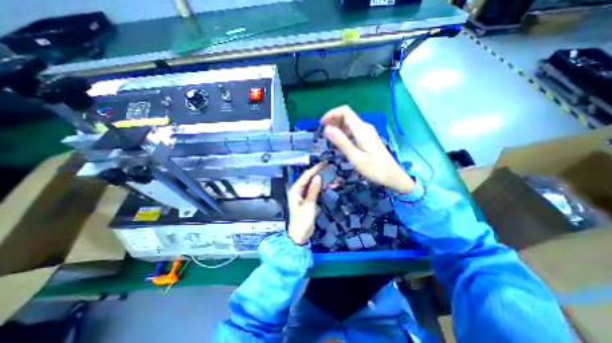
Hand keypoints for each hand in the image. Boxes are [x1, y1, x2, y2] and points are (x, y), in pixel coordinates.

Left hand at [287, 162, 324, 242]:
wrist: (300, 235)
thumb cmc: (302, 220)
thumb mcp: (309, 204)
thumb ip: (313, 190)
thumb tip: (318, 177)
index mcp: (295, 190)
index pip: (306, 176)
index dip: (315, 169)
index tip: (324, 163)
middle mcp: (298, 191)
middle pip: (309, 179)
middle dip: (319, 173)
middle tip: (329, 168)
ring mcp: (303, 195)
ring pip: (313, 184)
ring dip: (322, 181)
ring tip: (332, 177)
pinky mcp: (308, 200)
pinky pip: (315, 191)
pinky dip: (321, 188)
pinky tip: (329, 185)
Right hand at [321, 104, 416, 193]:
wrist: (393, 176)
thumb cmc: (375, 169)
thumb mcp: (355, 157)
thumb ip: (341, 142)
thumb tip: (327, 128)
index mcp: (362, 130)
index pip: (345, 111)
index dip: (331, 114)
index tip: (321, 125)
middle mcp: (365, 127)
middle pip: (347, 116)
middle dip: (333, 121)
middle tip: (323, 134)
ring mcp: (367, 132)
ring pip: (349, 123)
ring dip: (338, 127)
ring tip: (329, 139)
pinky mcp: (368, 138)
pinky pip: (353, 130)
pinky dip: (344, 133)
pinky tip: (340, 143)